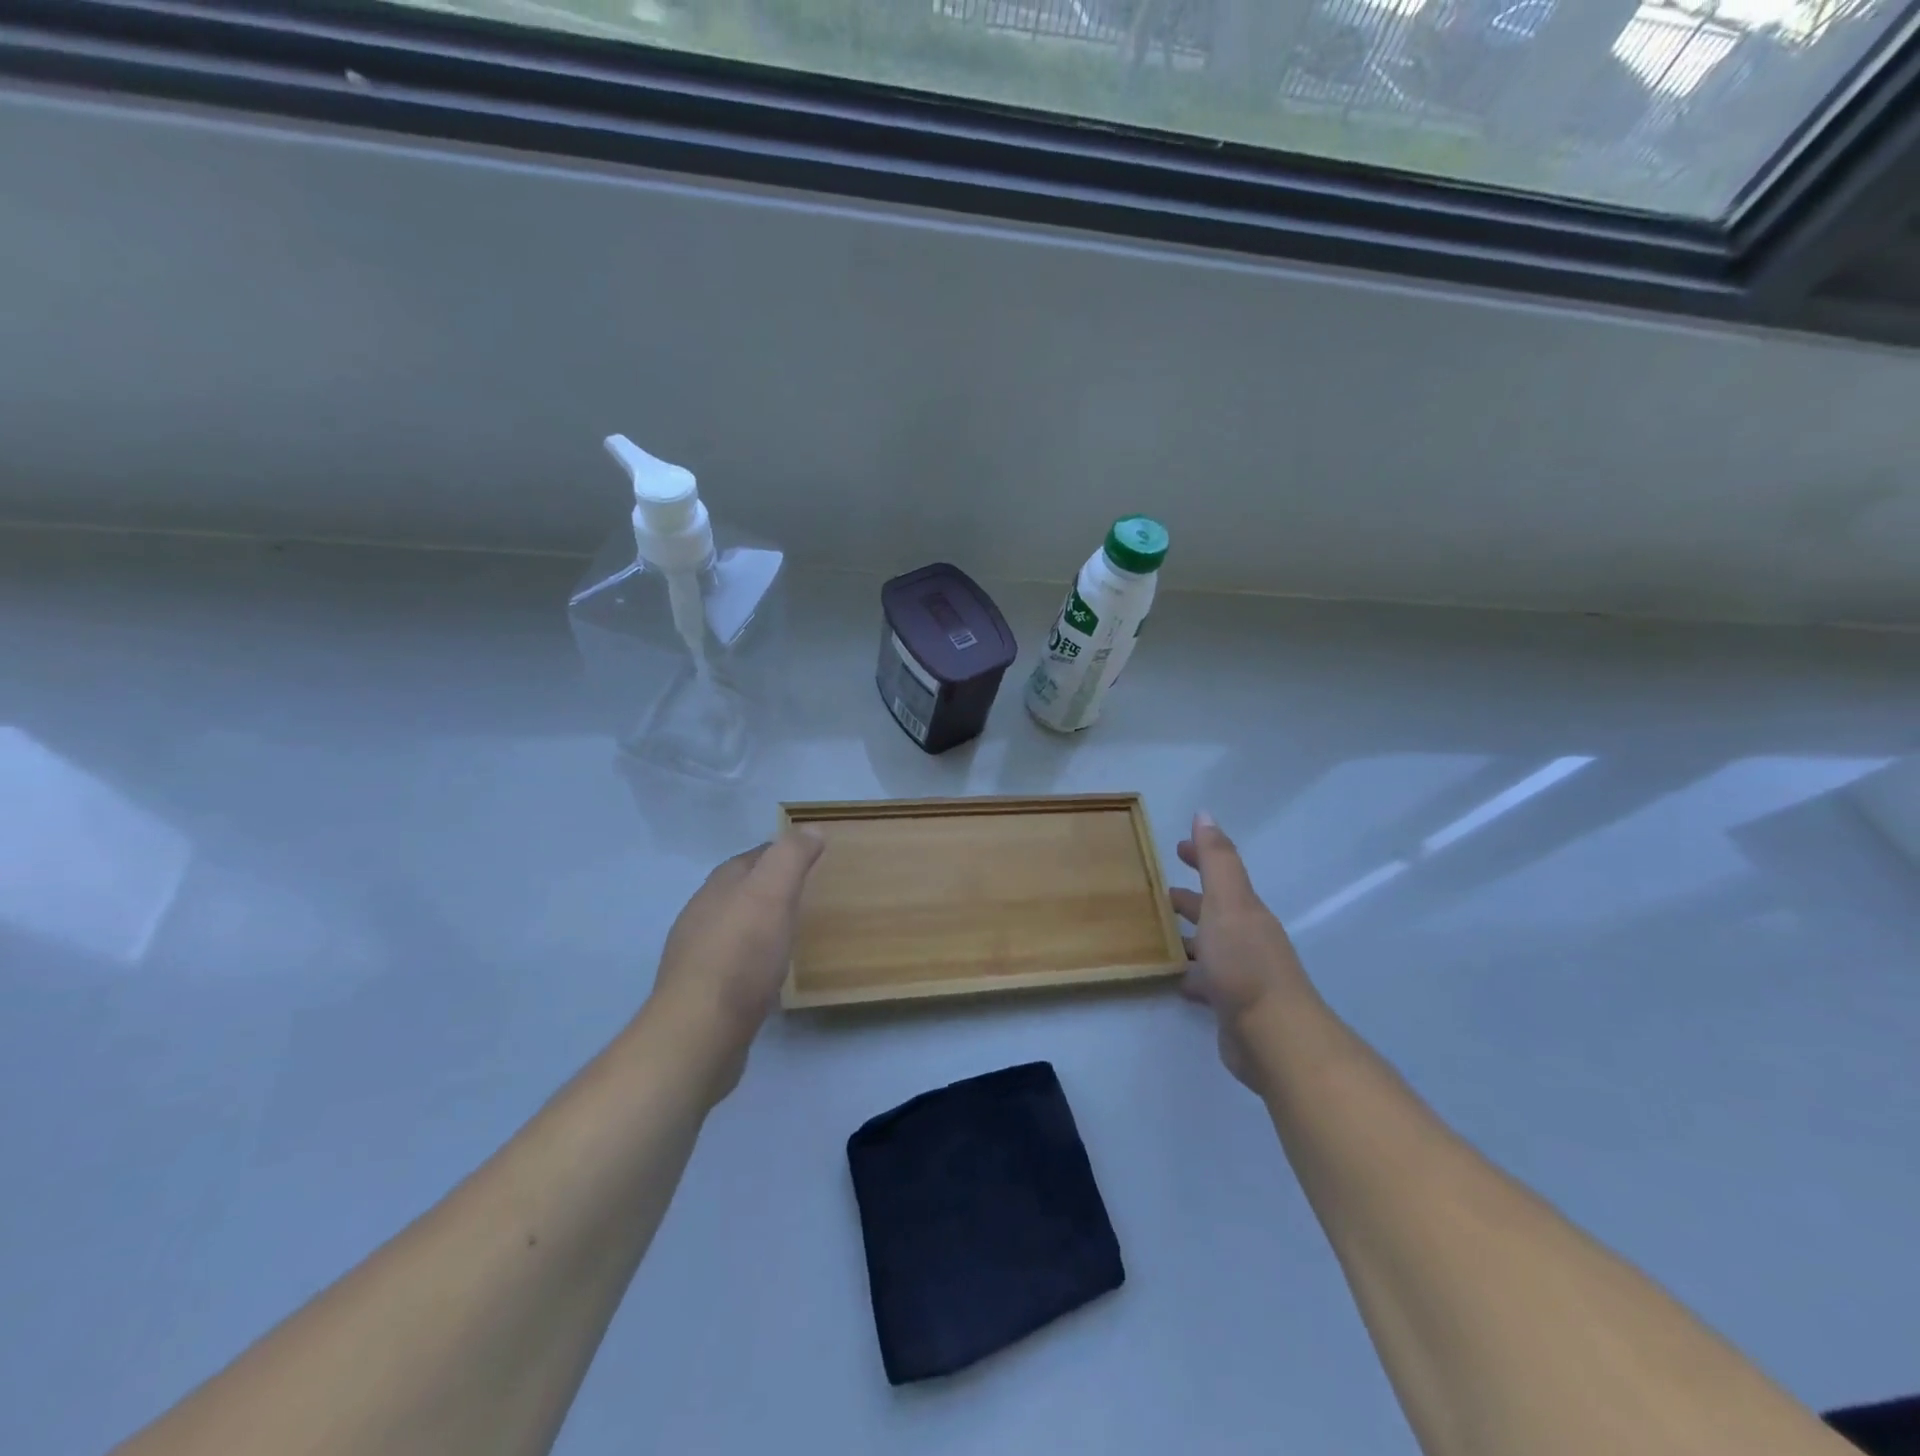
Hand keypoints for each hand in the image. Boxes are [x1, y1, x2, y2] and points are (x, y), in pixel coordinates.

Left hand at [643, 828, 824, 1099]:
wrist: (700, 1032)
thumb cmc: (741, 956)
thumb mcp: (772, 894)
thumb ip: (790, 858)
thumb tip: (810, 829)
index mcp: (718, 887)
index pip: (751, 857)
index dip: (779, 853)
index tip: (810, 857)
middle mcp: (701, 915)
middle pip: (739, 890)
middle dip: (767, 887)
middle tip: (805, 894)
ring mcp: (696, 956)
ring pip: (733, 927)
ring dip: (758, 924)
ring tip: (790, 932)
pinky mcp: (701, 993)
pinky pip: (731, 963)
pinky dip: (751, 958)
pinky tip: (767, 973)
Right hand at [1171, 812, 1312, 1091]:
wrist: (1274, 1036)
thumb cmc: (1245, 962)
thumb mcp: (1228, 902)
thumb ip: (1216, 860)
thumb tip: (1205, 814)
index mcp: (1244, 910)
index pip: (1220, 874)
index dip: (1200, 857)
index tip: (1176, 847)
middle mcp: (1246, 937)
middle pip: (1215, 910)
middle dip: (1191, 898)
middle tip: (1158, 892)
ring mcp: (1241, 973)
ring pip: (1210, 945)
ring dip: (1189, 936)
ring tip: (1157, 934)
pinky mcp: (1233, 1005)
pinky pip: (1206, 980)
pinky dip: (1191, 974)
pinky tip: (1174, 978)